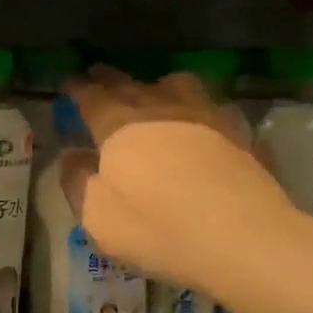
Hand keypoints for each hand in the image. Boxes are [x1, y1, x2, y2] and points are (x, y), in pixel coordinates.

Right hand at [62, 69, 294, 297]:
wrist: (243, 240)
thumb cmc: (157, 228)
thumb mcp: (98, 217)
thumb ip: (78, 182)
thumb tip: (72, 156)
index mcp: (120, 128)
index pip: (93, 98)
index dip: (78, 89)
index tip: (68, 82)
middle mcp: (162, 112)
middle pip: (132, 85)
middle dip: (111, 79)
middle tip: (99, 73)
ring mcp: (207, 120)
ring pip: (181, 86)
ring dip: (161, 84)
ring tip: (156, 90)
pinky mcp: (241, 138)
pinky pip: (218, 112)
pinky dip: (205, 112)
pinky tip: (207, 124)